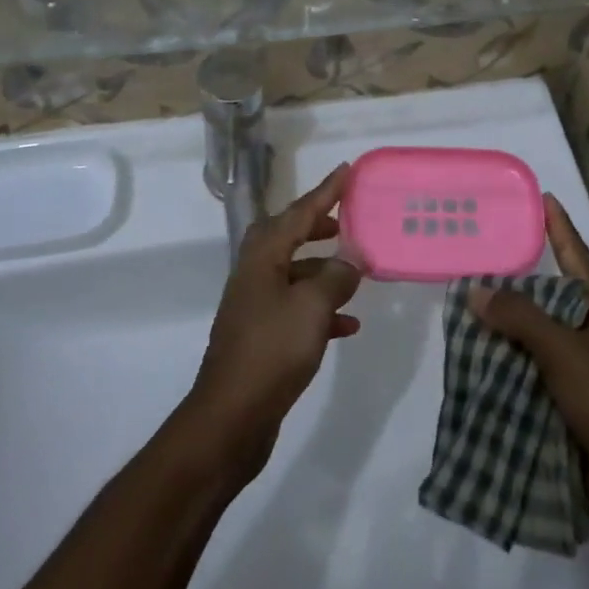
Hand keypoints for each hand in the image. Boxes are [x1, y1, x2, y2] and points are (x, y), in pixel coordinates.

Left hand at [184, 164, 361, 483]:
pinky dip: (321, 310)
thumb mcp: (312, 307)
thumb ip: (337, 275)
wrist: (231, 418)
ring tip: (357, 273)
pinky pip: (297, 309)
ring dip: (324, 271)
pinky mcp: (262, 337)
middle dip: (318, 227)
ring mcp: (256, 306)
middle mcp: (255, 274)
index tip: (346, 170)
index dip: (325, 191)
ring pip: (295, 275)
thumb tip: (354, 254)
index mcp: (263, 257)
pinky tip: (349, 325)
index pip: (299, 212)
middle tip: (347, 221)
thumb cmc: (272, 351)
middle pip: (289, 237)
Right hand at [469, 195, 588, 537]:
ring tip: (466, 306)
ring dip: (508, 327)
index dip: (558, 226)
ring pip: (539, 336)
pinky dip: (511, 364)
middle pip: (552, 296)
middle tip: (479, 255)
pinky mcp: (574, 402)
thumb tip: (476, 290)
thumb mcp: (564, 351)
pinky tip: (479, 359)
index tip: (542, 196)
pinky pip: (535, 371)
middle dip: (517, 280)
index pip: (576, 254)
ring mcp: (586, 368)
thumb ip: (520, 318)